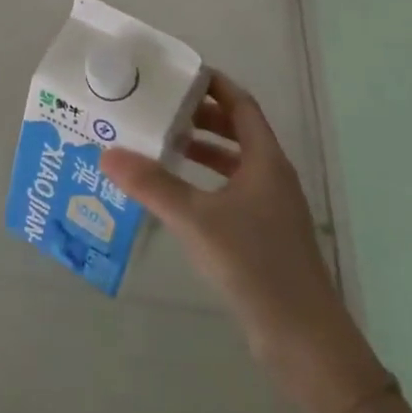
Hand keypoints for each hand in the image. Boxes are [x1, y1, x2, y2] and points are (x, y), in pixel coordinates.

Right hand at [101, 73, 386, 412]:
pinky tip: (177, 194)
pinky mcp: (264, 235)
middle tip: (159, 107)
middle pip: (237, 131)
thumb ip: (152, 185)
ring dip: (201, 149)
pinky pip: (230, 191)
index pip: (241, 105)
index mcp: (265, 161)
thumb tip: (107, 153)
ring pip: (233, 163)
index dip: (213, 85)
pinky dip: (204, 182)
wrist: (304, 340)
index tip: (178, 72)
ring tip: (161, 144)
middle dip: (200, 116)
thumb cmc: (254, 264)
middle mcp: (271, 177)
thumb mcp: (196, 220)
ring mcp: (270, 208)